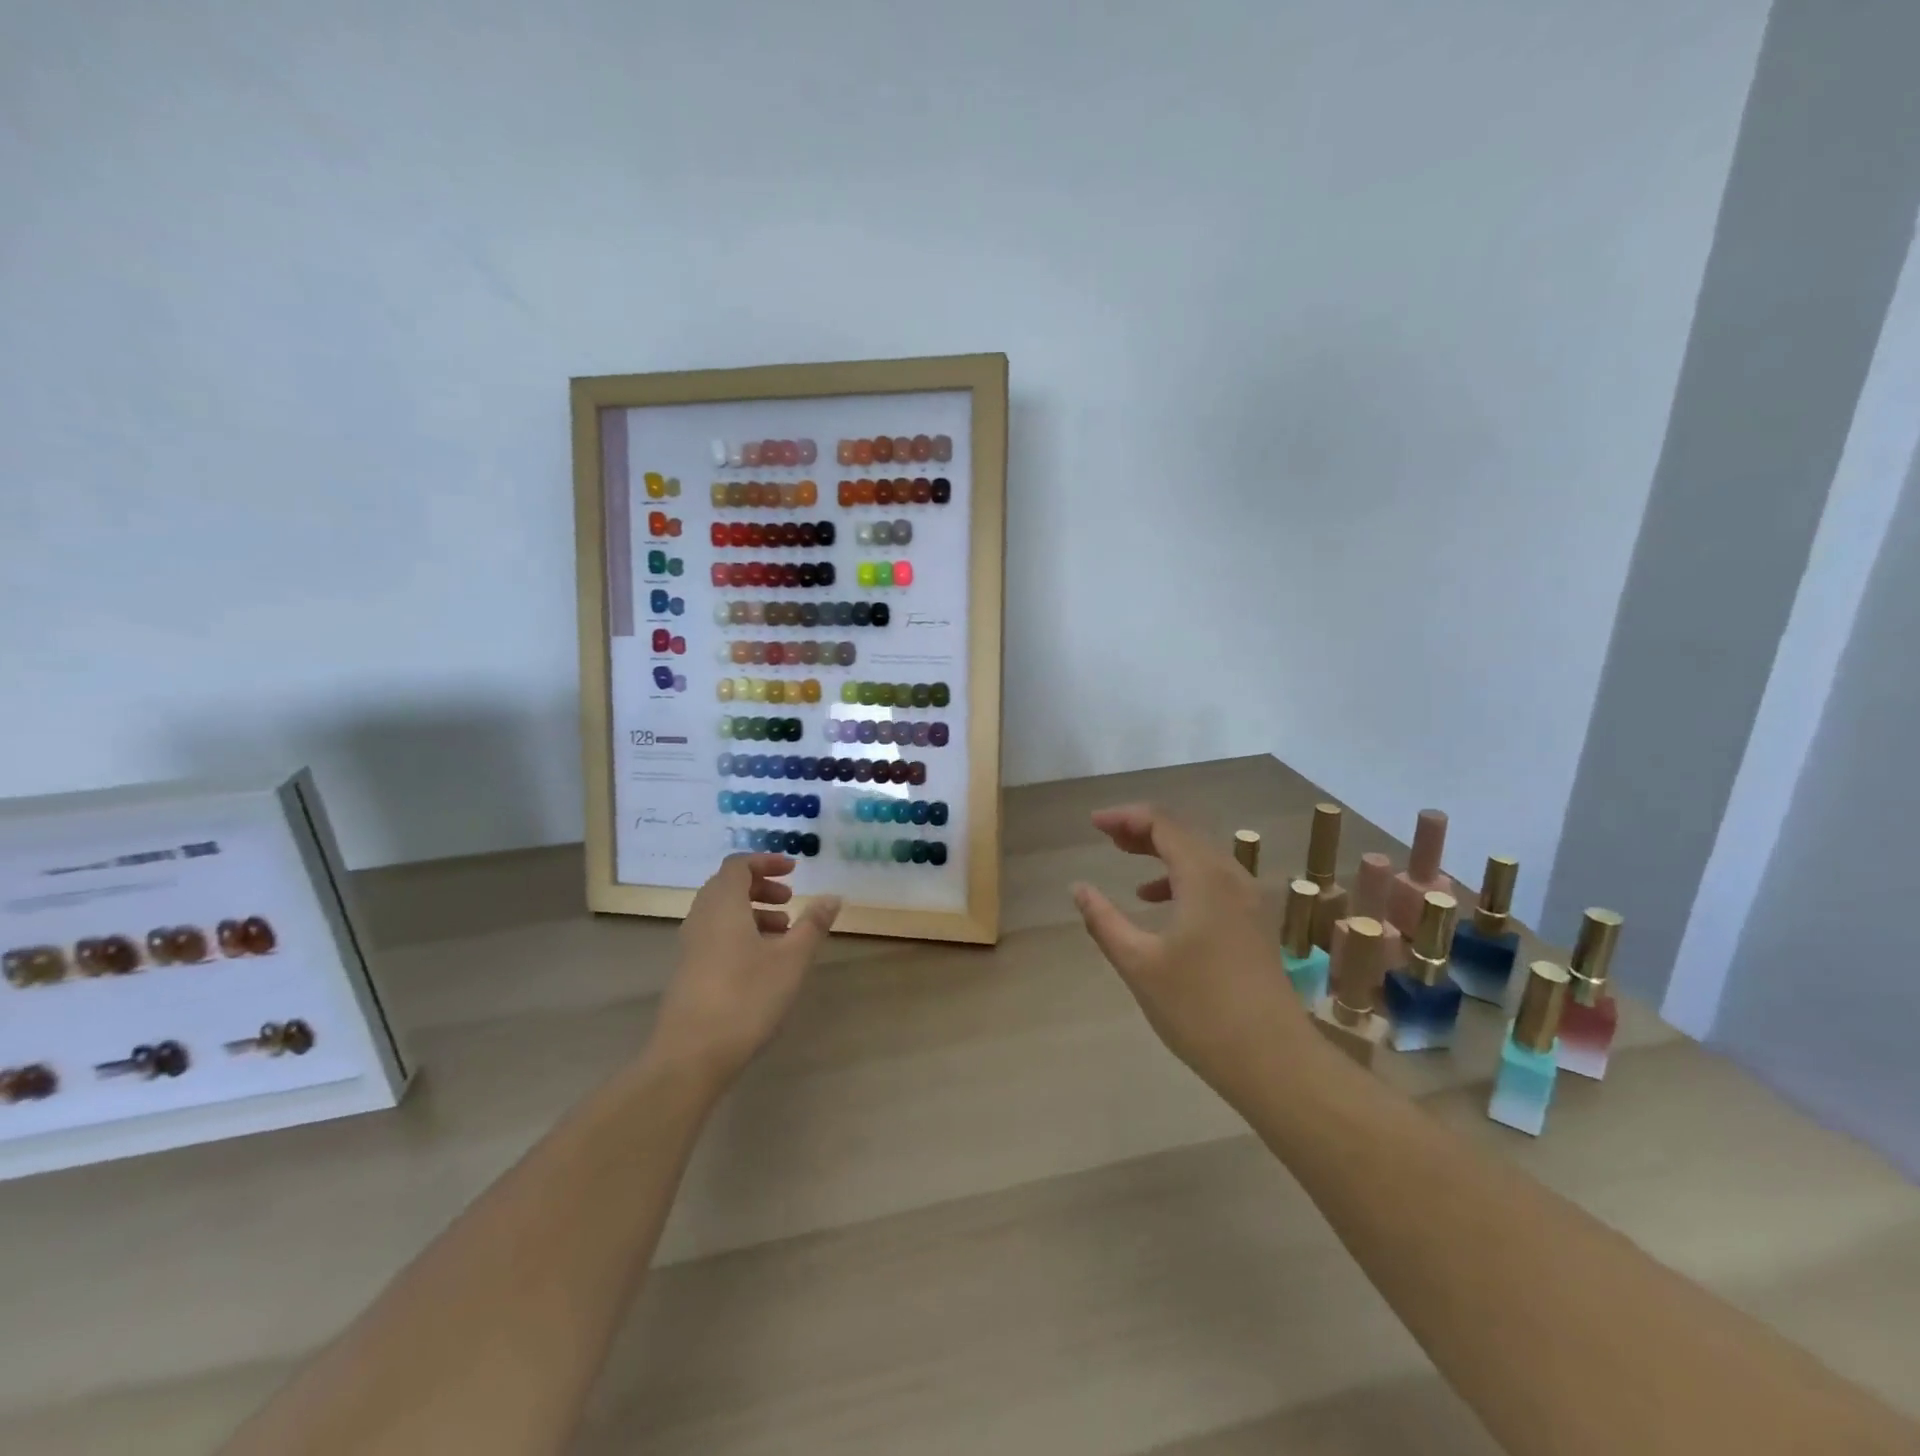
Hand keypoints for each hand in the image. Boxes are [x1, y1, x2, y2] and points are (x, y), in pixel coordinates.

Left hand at [646, 854, 840, 1089]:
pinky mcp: (689, 971)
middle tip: (790, 900)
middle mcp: (702, 918)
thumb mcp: (791, 960)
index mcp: (723, 905)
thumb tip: (833, 896)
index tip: (794, 870)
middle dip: (761, 886)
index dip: (766, 861)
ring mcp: (691, 946)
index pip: (738, 865)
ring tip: (784, 932)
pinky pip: (716, 935)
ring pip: (722, 912)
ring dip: (753, 911)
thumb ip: (813, 924)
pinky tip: (763, 962)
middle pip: (727, 886)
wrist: (690, 1057)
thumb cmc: (746, 999)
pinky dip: (740, 932)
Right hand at [1072, 804, 1303, 1096]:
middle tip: (1107, 836)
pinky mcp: (1254, 923)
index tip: (1093, 824)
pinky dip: (1182, 877)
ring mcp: (1249, 901)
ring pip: (1201, 856)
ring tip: (1127, 860)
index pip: (1163, 823)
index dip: (1125, 816)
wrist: (1274, 1062)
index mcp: (1205, 877)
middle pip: (1184, 833)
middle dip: (1143, 829)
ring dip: (1162, 852)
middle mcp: (1231, 877)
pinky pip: (1213, 880)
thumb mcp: (1139, 964)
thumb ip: (1104, 920)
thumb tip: (1079, 888)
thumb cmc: (1200, 1009)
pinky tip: (1158, 902)